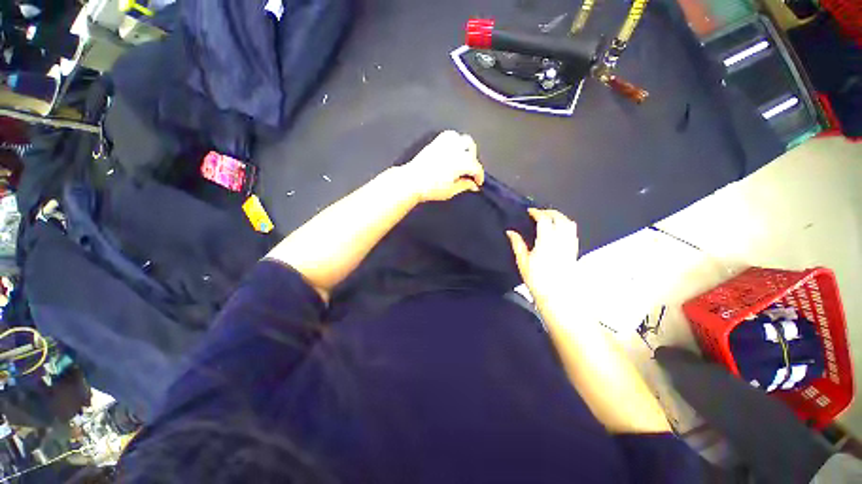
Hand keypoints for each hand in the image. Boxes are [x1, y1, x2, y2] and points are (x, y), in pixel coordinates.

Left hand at [400, 130, 484, 202]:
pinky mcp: (436, 143)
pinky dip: (455, 141)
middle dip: (474, 160)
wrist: (411, 182)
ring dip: (466, 148)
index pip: (476, 167)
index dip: (479, 176)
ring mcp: (444, 144)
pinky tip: (453, 151)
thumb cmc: (430, 188)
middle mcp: (454, 150)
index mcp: (460, 162)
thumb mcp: (451, 191)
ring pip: (462, 139)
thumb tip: (473, 185)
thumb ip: (465, 185)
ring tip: (463, 159)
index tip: (478, 183)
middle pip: (471, 149)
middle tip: (470, 172)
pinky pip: (450, 135)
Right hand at [507, 209, 579, 302]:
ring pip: (569, 223)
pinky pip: (573, 232)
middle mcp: (561, 240)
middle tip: (539, 212)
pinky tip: (559, 230)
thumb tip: (510, 232)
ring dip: (560, 216)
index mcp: (546, 241)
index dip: (537, 212)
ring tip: (550, 218)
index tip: (530, 211)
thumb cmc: (537, 280)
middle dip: (549, 211)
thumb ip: (517, 244)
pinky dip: (566, 225)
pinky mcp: (575, 251)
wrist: (558, 296)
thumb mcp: (523, 261)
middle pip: (559, 218)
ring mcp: (570, 245)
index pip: (544, 220)